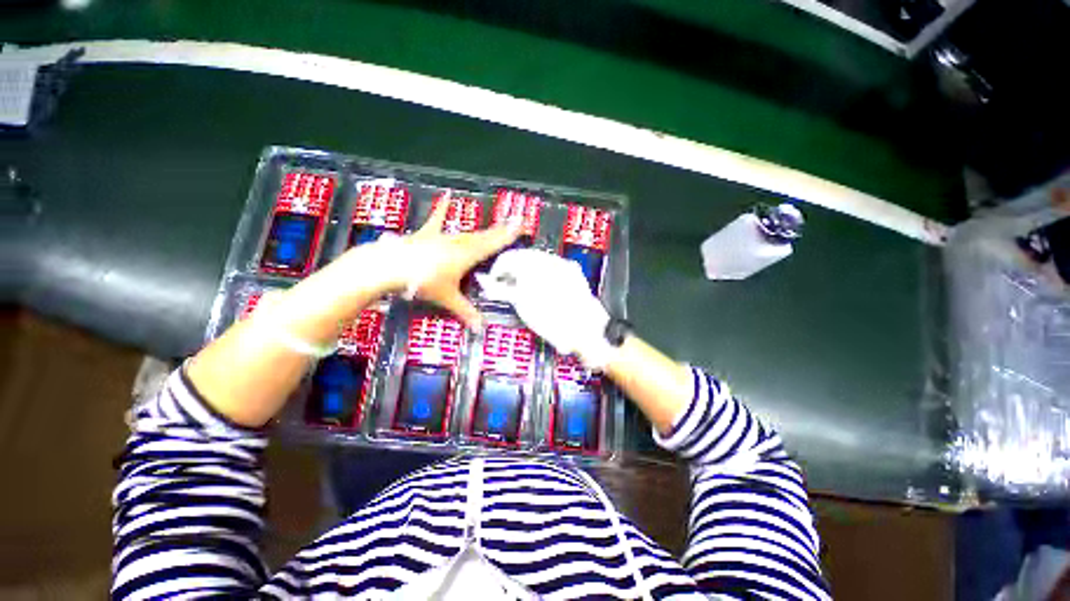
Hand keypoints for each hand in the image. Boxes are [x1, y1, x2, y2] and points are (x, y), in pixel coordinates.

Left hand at [359, 201, 517, 329]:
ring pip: (468, 233)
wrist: (391, 265)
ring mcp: (443, 237)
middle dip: (502, 230)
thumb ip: (466, 313)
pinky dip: (442, 209)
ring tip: (496, 225)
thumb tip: (480, 330)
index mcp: (468, 255)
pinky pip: (438, 221)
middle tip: (516, 222)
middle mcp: (459, 243)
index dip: (508, 236)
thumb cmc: (424, 281)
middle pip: (485, 236)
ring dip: (484, 230)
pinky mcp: (428, 234)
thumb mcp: (447, 298)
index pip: (493, 244)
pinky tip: (446, 196)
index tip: (521, 226)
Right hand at [477, 249, 614, 368]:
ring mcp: (563, 263)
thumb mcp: (521, 305)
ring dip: (527, 268)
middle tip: (506, 284)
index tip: (493, 281)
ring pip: (538, 258)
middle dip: (512, 268)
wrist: (584, 330)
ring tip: (523, 285)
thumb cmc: (550, 320)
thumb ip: (499, 289)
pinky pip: (552, 264)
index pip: (507, 259)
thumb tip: (483, 280)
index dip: (497, 270)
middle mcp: (548, 259)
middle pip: (522, 256)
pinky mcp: (573, 270)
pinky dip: (543, 271)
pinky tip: (542, 284)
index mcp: (533, 266)